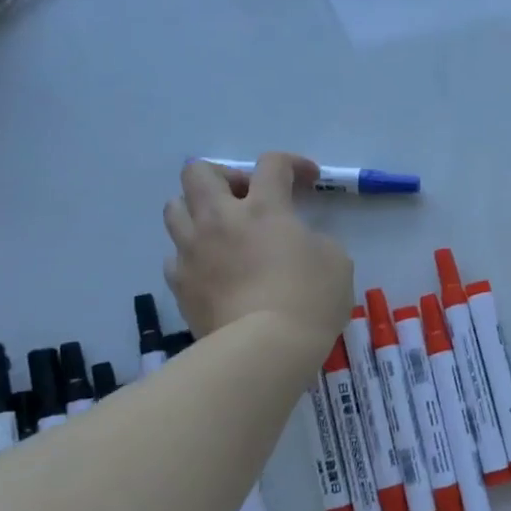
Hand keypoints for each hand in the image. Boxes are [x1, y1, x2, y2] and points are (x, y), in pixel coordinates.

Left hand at [163, 154, 353, 345]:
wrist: (265, 347)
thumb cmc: (310, 299)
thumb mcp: (336, 261)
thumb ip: (314, 240)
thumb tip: (299, 243)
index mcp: (264, 208)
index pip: (272, 164)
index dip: (292, 163)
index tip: (308, 179)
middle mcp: (220, 219)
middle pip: (200, 172)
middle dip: (225, 176)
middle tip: (248, 198)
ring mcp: (192, 251)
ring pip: (174, 208)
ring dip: (197, 210)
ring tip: (221, 230)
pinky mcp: (179, 284)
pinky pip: (175, 256)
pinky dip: (192, 255)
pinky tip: (212, 269)